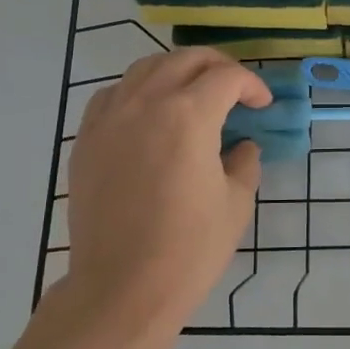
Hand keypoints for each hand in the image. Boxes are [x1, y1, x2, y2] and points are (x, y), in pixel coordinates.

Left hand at [59, 49, 270, 346]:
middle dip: (218, 66)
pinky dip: (138, 91)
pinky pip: (113, 94)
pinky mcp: (87, 139)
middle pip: (185, 59)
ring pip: (145, 69)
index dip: (251, 85)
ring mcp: (110, 118)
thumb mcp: (236, 203)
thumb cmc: (189, 248)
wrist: (122, 288)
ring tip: (193, 93)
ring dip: (177, 71)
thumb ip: (244, 162)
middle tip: (235, 89)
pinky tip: (149, 113)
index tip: (262, 105)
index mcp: (188, 115)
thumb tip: (241, 147)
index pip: (226, 77)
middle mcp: (146, 103)